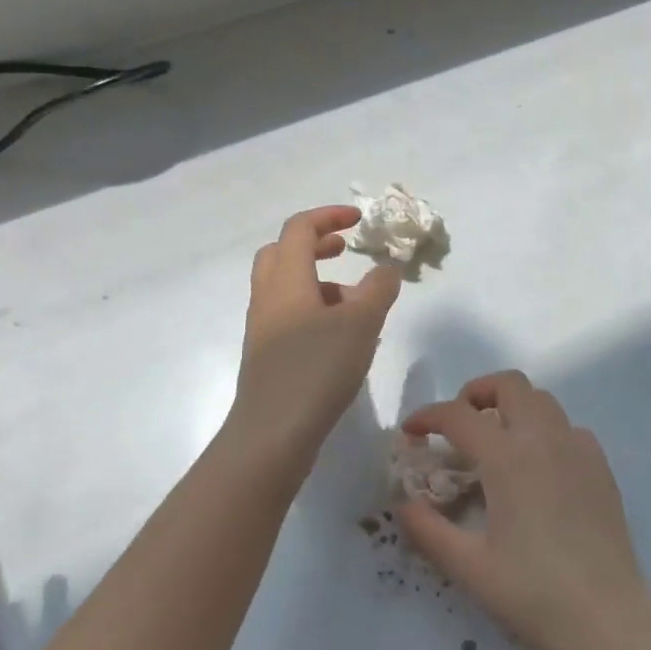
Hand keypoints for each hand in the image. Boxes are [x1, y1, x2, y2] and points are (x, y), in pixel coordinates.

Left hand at [226, 206, 401, 470]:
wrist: (272, 433)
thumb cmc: (317, 368)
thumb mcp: (361, 323)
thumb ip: (378, 289)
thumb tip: (387, 268)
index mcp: (287, 280)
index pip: (300, 229)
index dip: (329, 216)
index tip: (359, 220)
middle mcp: (268, 297)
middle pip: (282, 253)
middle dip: (315, 244)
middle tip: (345, 249)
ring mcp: (264, 328)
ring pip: (286, 286)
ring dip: (318, 280)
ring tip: (355, 301)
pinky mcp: (267, 355)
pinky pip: (289, 315)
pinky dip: (314, 309)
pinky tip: (341, 337)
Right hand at [397, 371, 650, 649]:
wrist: (605, 614)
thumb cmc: (532, 592)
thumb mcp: (469, 566)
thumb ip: (428, 530)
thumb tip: (404, 504)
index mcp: (508, 458)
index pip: (459, 415)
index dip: (428, 416)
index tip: (412, 432)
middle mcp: (544, 439)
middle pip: (510, 384)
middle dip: (477, 393)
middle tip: (460, 424)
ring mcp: (578, 448)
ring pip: (542, 400)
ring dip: (512, 406)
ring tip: (496, 442)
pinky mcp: (600, 466)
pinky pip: (568, 427)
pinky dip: (545, 430)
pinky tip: (538, 466)